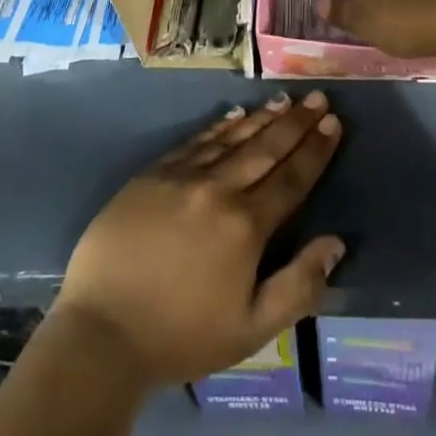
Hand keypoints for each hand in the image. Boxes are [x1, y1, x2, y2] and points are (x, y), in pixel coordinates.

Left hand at [53, 92, 344, 386]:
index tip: (333, 122)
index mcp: (246, 226)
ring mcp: (182, 177)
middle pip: (266, 149)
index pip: (292, 178)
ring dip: (263, 118)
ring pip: (232, 138)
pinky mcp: (152, 174)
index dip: (315, 150)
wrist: (101, 334)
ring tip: (285, 99)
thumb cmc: (181, 338)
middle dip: (296, 122)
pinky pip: (195, 141)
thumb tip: (335, 242)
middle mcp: (218, 190)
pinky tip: (235, 114)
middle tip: (318, 97)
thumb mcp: (250, 329)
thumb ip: (298, 285)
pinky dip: (220, 126)